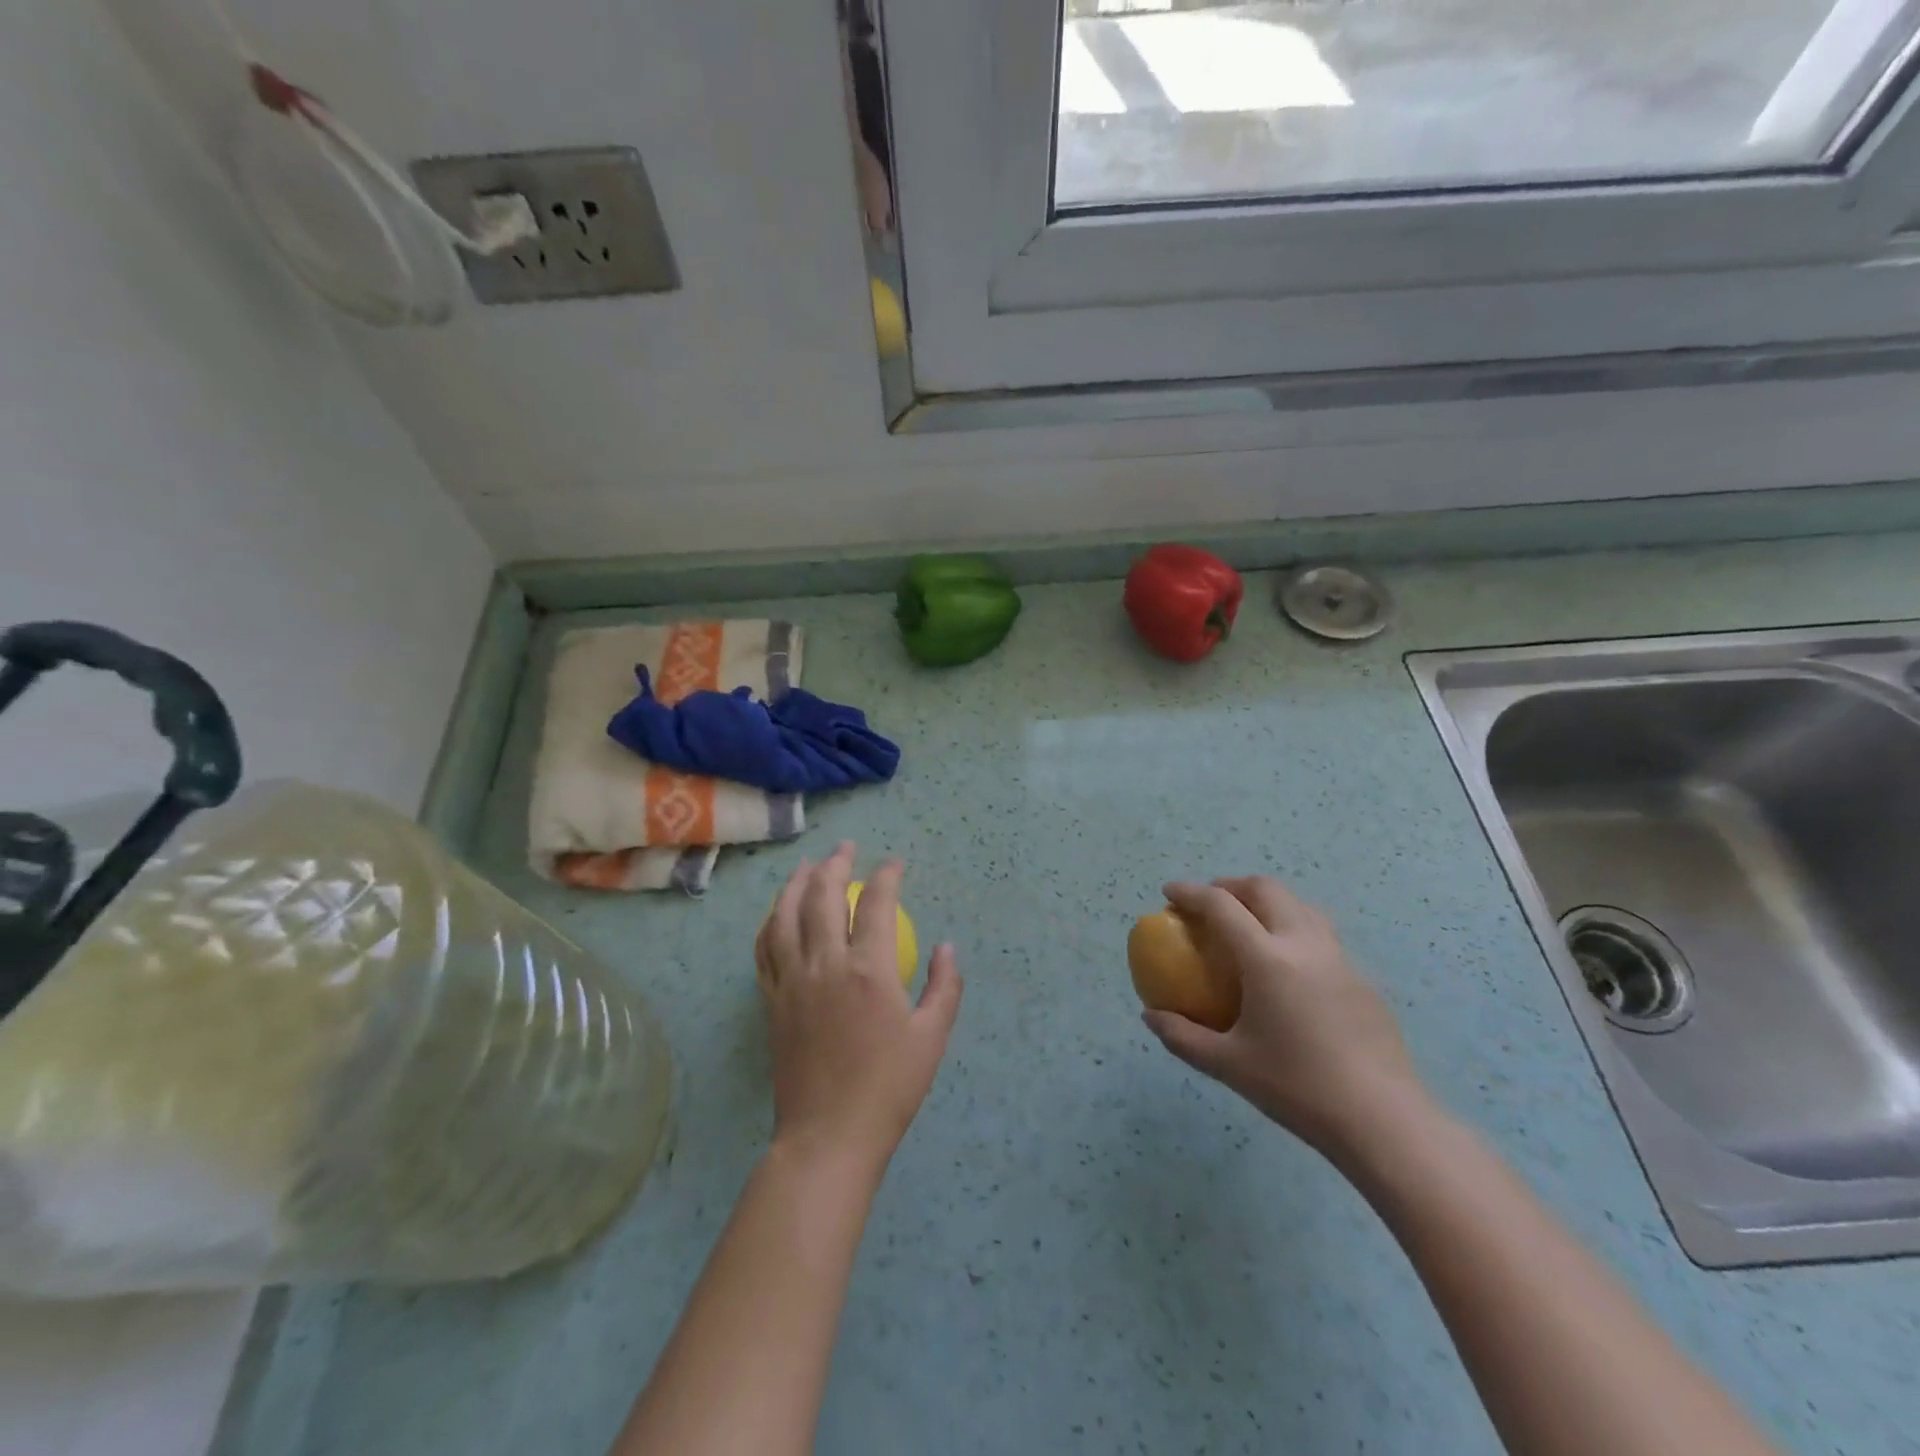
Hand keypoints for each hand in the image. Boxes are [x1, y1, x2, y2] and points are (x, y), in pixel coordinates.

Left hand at [754, 843, 961, 1179]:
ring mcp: (791, 981)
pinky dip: (770, 922)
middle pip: (822, 896)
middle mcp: (825, 964)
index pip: (875, 903)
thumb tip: (947, 946)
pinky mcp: (772, 1001)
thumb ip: (944, 986)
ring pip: (785, 916)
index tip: (894, 864)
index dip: (886, 876)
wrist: (828, 1136)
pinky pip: (765, 949)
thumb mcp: (932, 1038)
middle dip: (835, 864)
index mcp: (868, 970)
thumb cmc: (888, 1088)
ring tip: (806, 866)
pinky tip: (778, 913)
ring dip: (795, 883)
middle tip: (846, 848)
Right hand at [1142, 876, 1427, 1160]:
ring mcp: (1339, 958)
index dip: (1191, 893)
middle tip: (1208, 904)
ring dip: (1266, 901)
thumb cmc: (1298, 1088)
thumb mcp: (1228, 1065)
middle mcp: (1304, 944)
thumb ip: (1183, 1037)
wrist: (1384, 1121)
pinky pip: (1320, 934)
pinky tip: (1286, 968)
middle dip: (1230, 886)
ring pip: (1298, 904)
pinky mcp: (1361, 979)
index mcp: (1268, 959)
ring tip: (1247, 925)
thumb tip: (1151, 1017)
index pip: (1221, 905)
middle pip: (1265, 889)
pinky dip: (1291, 928)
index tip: (1170, 893)